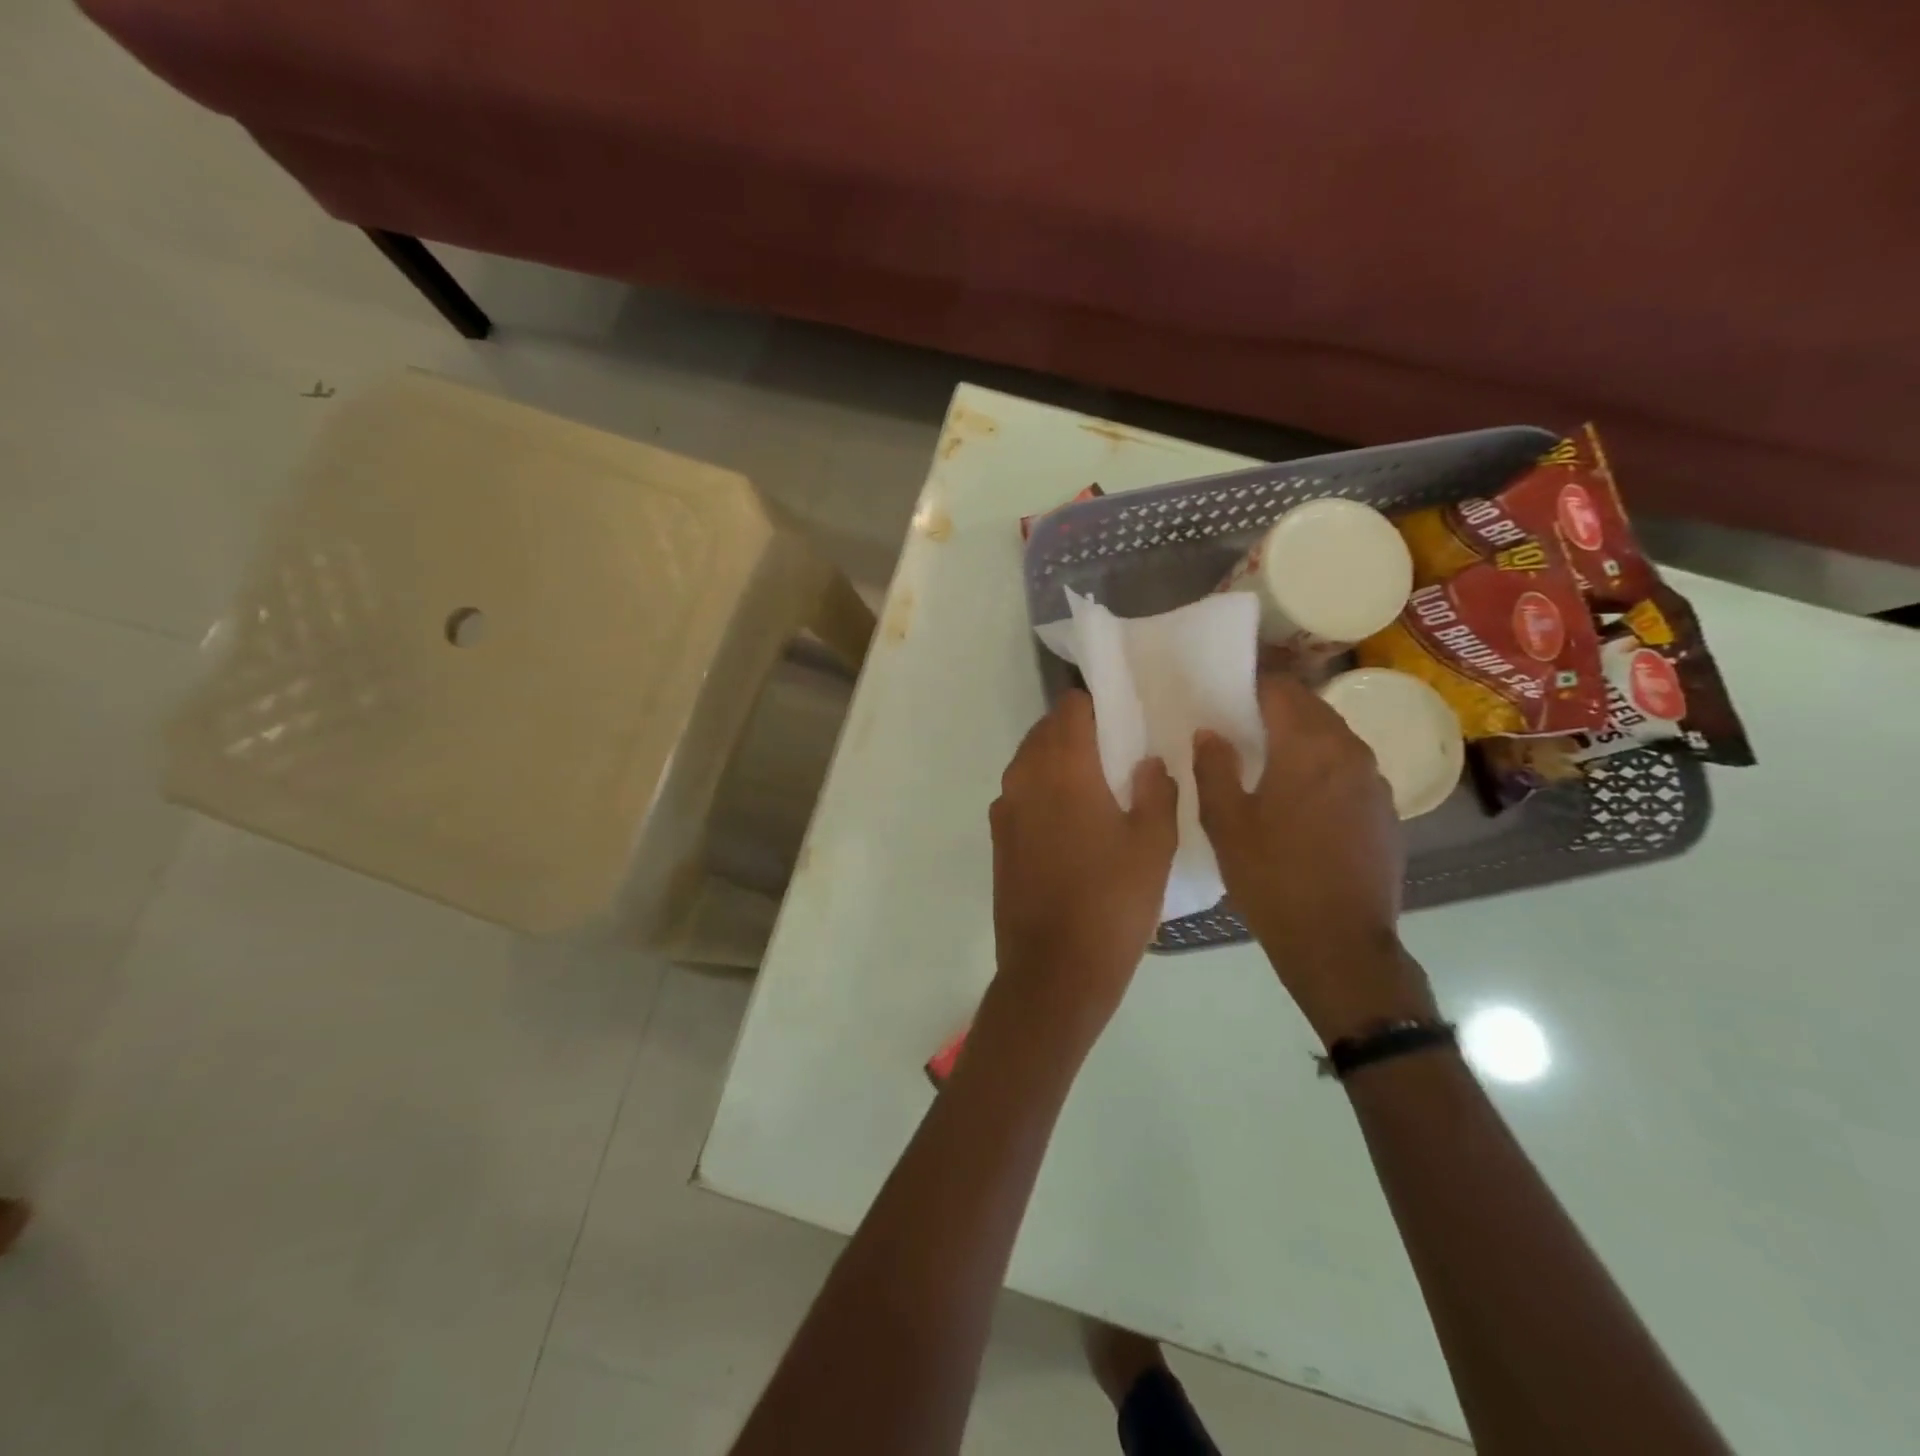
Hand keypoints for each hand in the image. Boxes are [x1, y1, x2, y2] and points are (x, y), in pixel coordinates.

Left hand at [988, 690, 1176, 1047]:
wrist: (1054, 970)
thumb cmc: (1112, 903)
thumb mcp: (1154, 845)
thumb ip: (1156, 791)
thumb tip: (1147, 762)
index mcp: (1062, 768)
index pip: (1071, 708)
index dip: (1099, 707)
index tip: (1126, 722)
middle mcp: (1023, 778)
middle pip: (1047, 732)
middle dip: (1079, 732)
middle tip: (1118, 754)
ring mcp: (1004, 809)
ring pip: (1030, 762)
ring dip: (1059, 762)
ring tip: (1099, 788)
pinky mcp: (998, 839)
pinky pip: (1021, 794)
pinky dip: (1044, 791)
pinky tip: (1073, 822)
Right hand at [1192, 675, 1436, 1044]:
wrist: (1339, 943)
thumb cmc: (1273, 878)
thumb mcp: (1226, 823)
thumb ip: (1214, 768)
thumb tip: (1210, 733)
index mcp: (1309, 746)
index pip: (1282, 688)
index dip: (1252, 683)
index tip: (1225, 691)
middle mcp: (1350, 752)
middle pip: (1312, 708)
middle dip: (1276, 708)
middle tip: (1239, 725)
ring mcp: (1375, 783)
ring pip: (1333, 739)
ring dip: (1301, 738)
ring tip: (1266, 760)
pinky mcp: (1386, 812)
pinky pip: (1349, 770)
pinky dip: (1322, 768)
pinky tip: (1300, 799)